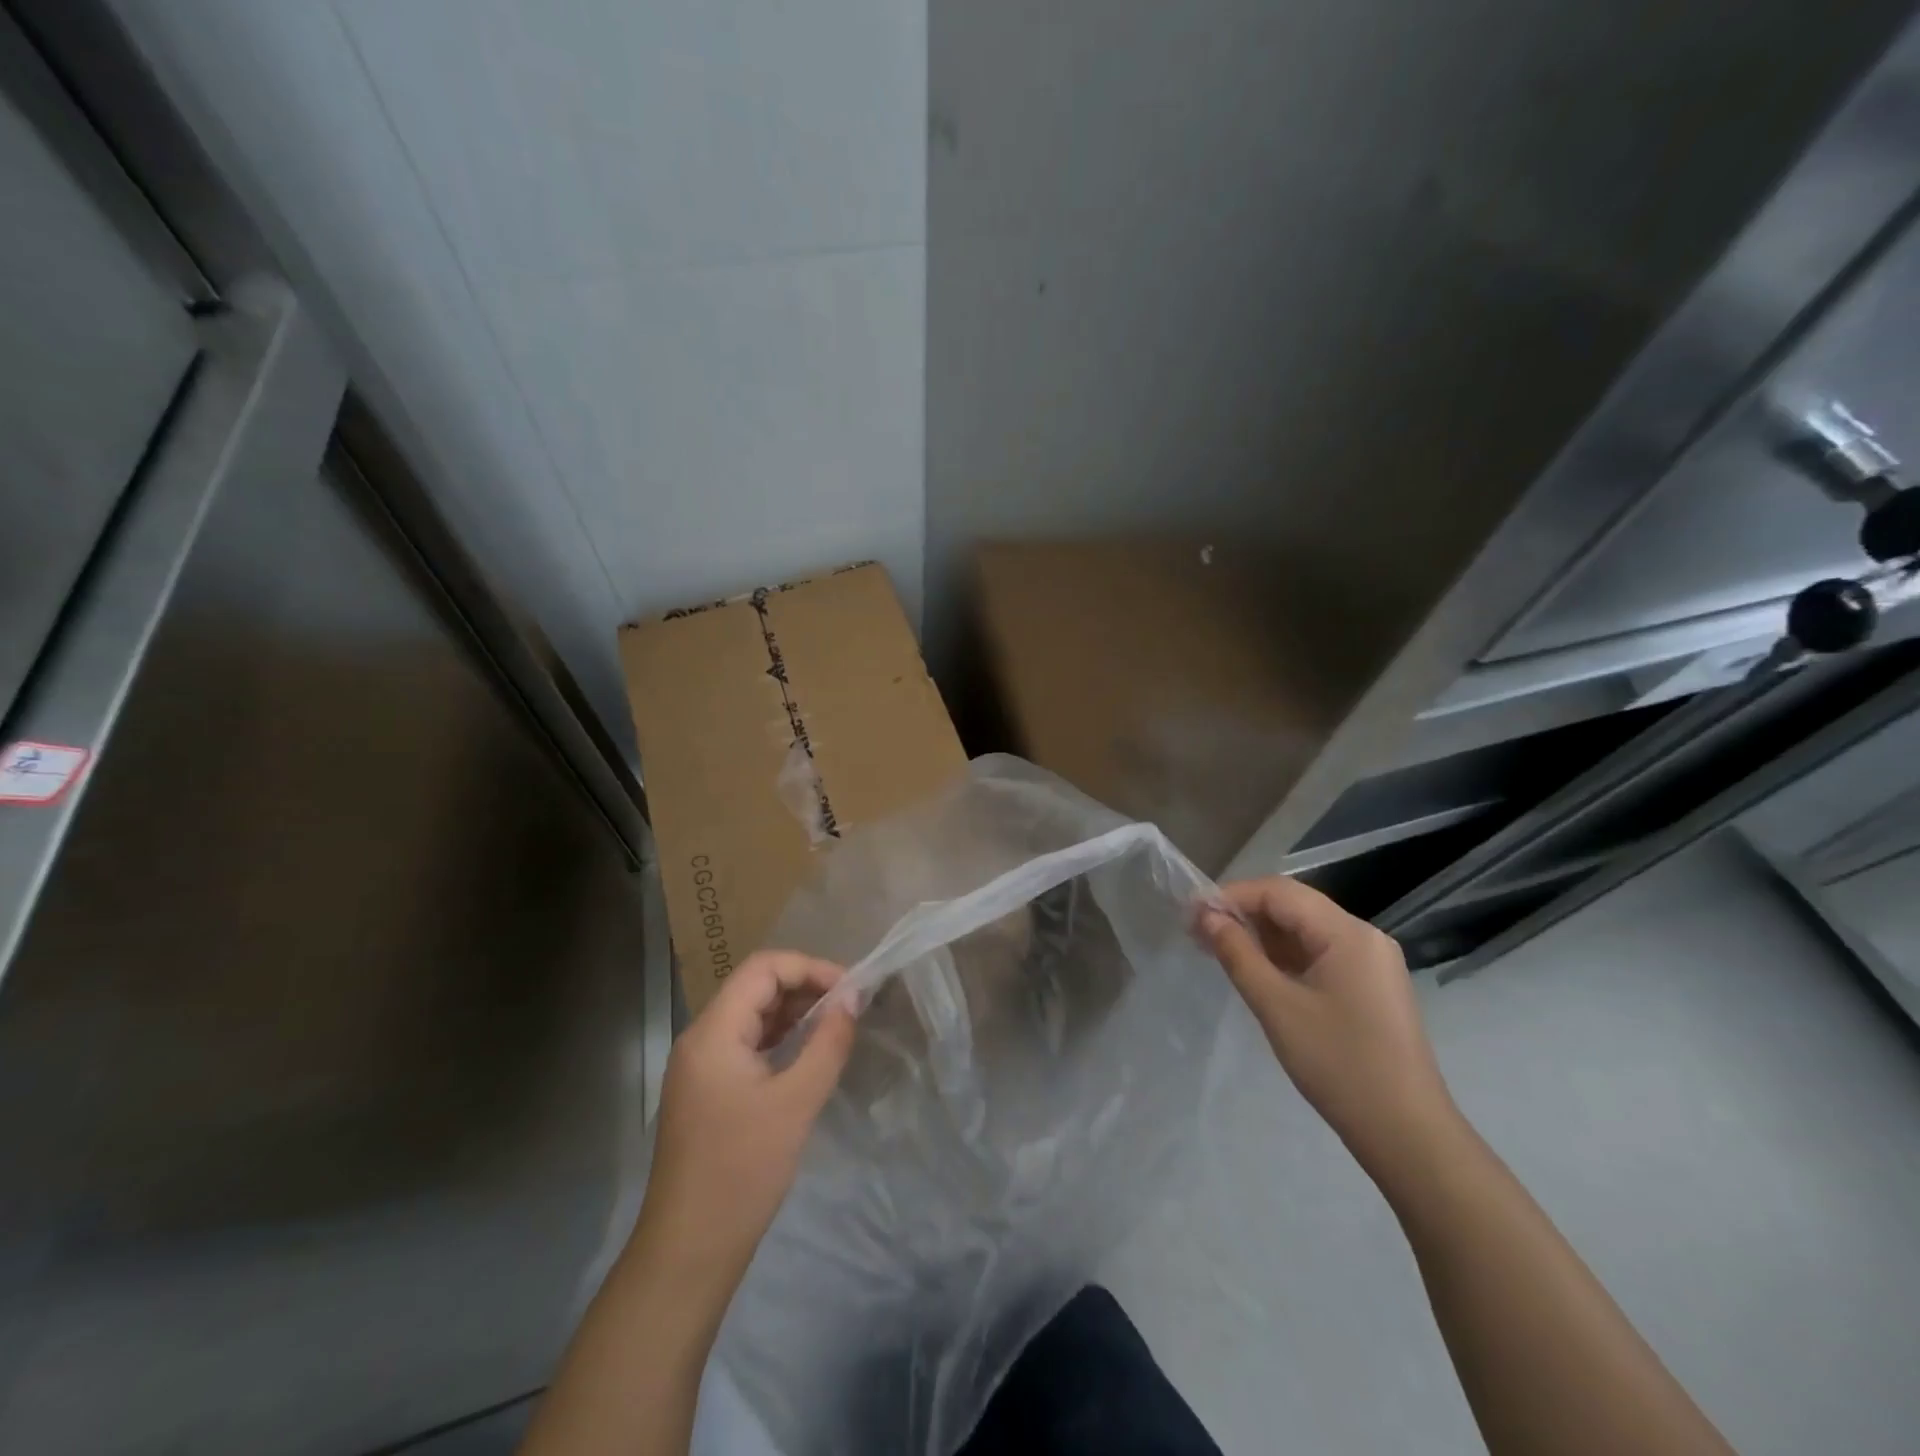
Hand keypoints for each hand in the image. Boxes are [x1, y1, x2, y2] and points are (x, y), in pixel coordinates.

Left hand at [635, 950, 857, 1292]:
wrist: (689, 1252)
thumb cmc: (742, 1171)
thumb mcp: (796, 1102)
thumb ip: (828, 1043)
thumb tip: (852, 999)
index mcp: (713, 1032)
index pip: (763, 969)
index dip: (810, 968)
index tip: (850, 990)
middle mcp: (701, 1038)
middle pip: (756, 987)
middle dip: (805, 988)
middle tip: (849, 1008)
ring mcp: (701, 1066)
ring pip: (752, 1016)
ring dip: (794, 1014)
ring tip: (837, 1028)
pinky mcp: (707, 1091)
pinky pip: (747, 1045)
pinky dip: (780, 1040)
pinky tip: (809, 1055)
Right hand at [1196, 877, 1459, 1176]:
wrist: (1407, 1133)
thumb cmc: (1338, 1064)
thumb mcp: (1276, 1006)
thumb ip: (1237, 953)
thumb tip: (1206, 916)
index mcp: (1347, 932)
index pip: (1278, 892)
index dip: (1231, 896)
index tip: (1190, 914)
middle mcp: (1364, 936)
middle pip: (1293, 906)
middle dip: (1244, 914)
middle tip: (1198, 933)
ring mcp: (1371, 962)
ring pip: (1305, 930)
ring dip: (1262, 935)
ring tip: (1219, 950)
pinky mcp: (1371, 986)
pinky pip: (1319, 954)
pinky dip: (1285, 956)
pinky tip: (1257, 970)